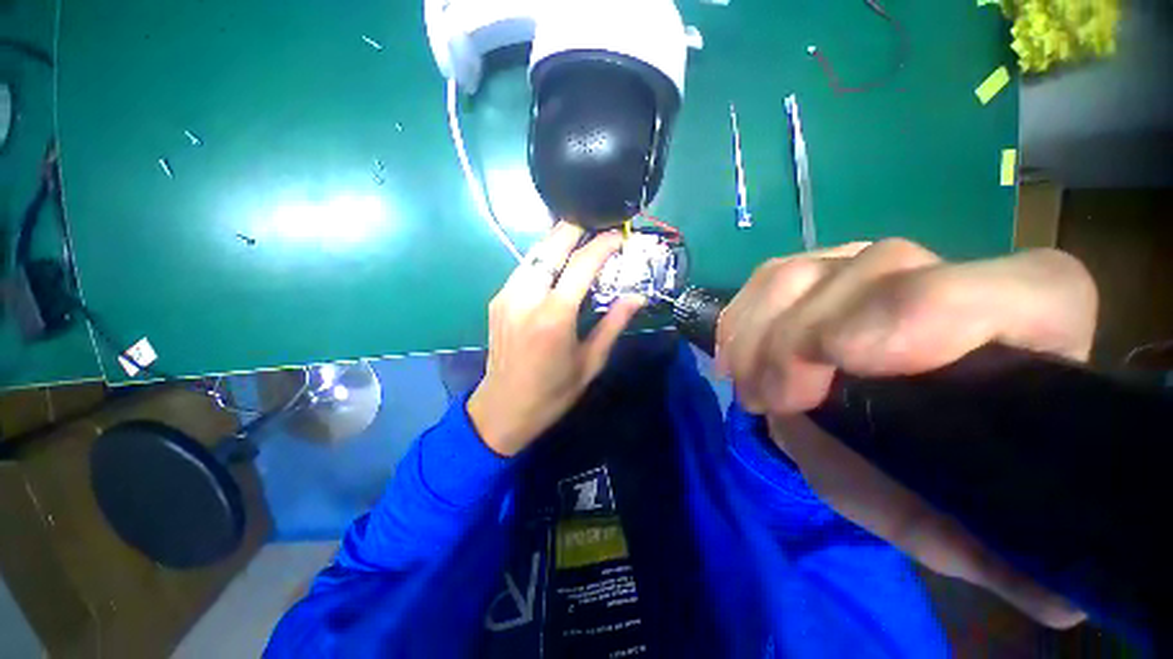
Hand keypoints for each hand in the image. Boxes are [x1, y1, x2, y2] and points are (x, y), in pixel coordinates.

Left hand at [468, 222, 644, 455]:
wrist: (503, 409)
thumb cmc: (553, 392)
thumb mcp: (591, 361)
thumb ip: (613, 324)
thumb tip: (637, 297)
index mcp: (554, 315)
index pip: (582, 264)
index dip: (603, 244)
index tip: (619, 236)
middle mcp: (526, 297)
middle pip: (551, 245)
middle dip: (576, 229)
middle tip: (598, 228)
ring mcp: (507, 296)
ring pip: (535, 252)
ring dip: (559, 242)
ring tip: (581, 245)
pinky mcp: (497, 300)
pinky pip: (524, 268)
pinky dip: (544, 259)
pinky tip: (558, 268)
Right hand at [716, 239, 1097, 628]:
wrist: (863, 440)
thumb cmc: (917, 480)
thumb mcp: (952, 527)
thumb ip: (997, 551)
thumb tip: (1056, 595)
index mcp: (1027, 341)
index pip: (1030, 288)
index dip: (936, 309)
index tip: (845, 362)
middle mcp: (951, 283)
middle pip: (884, 266)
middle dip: (806, 335)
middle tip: (773, 399)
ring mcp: (870, 271)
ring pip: (811, 269)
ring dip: (761, 332)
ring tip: (750, 389)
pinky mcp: (813, 274)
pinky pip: (767, 277)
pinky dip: (741, 319)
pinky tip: (734, 360)